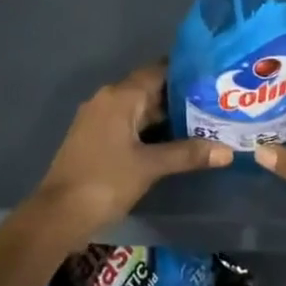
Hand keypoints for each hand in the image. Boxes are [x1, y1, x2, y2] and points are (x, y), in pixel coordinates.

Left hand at [34, 62, 231, 242]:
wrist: (58, 214)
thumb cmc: (105, 182)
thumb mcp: (150, 167)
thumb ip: (188, 154)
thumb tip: (228, 151)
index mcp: (120, 96)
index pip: (158, 71)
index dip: (185, 73)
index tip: (213, 78)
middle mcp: (108, 99)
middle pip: (149, 89)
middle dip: (180, 97)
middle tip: (215, 103)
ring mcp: (98, 118)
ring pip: (139, 108)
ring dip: (165, 115)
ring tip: (202, 122)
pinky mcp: (95, 137)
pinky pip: (128, 123)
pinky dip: (149, 129)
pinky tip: (172, 142)